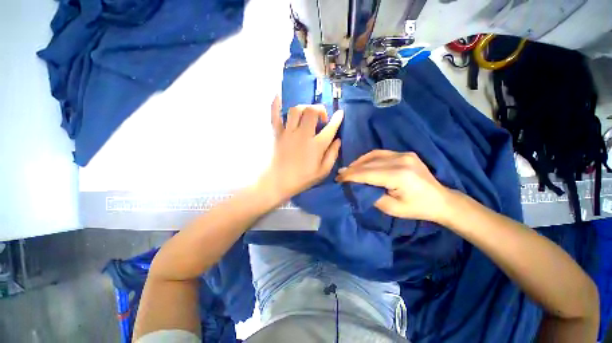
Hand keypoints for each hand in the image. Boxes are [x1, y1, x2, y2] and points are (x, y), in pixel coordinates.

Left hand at [258, 96, 342, 201]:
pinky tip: (278, 96)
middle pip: (312, 111)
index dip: (337, 119)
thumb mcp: (322, 172)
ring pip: (296, 110)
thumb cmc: (302, 179)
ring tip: (306, 114)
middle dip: (320, 109)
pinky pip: (274, 115)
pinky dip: (275, 104)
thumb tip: (338, 141)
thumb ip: (332, 155)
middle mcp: (302, 135)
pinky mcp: (276, 133)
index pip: (330, 128)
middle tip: (321, 118)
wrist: (278, 182)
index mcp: (316, 146)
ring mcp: (288, 133)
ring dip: (304, 108)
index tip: (340, 113)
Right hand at [336, 150, 452, 222]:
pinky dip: (368, 158)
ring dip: (358, 162)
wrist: (440, 200)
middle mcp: (401, 161)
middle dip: (351, 169)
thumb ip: (371, 195)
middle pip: (368, 164)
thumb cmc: (416, 208)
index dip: (350, 176)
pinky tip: (361, 163)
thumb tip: (356, 187)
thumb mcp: (391, 208)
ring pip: (373, 156)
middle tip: (339, 174)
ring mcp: (403, 154)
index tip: (338, 178)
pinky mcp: (405, 153)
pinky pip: (381, 153)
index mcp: (399, 176)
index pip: (367, 173)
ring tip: (348, 169)